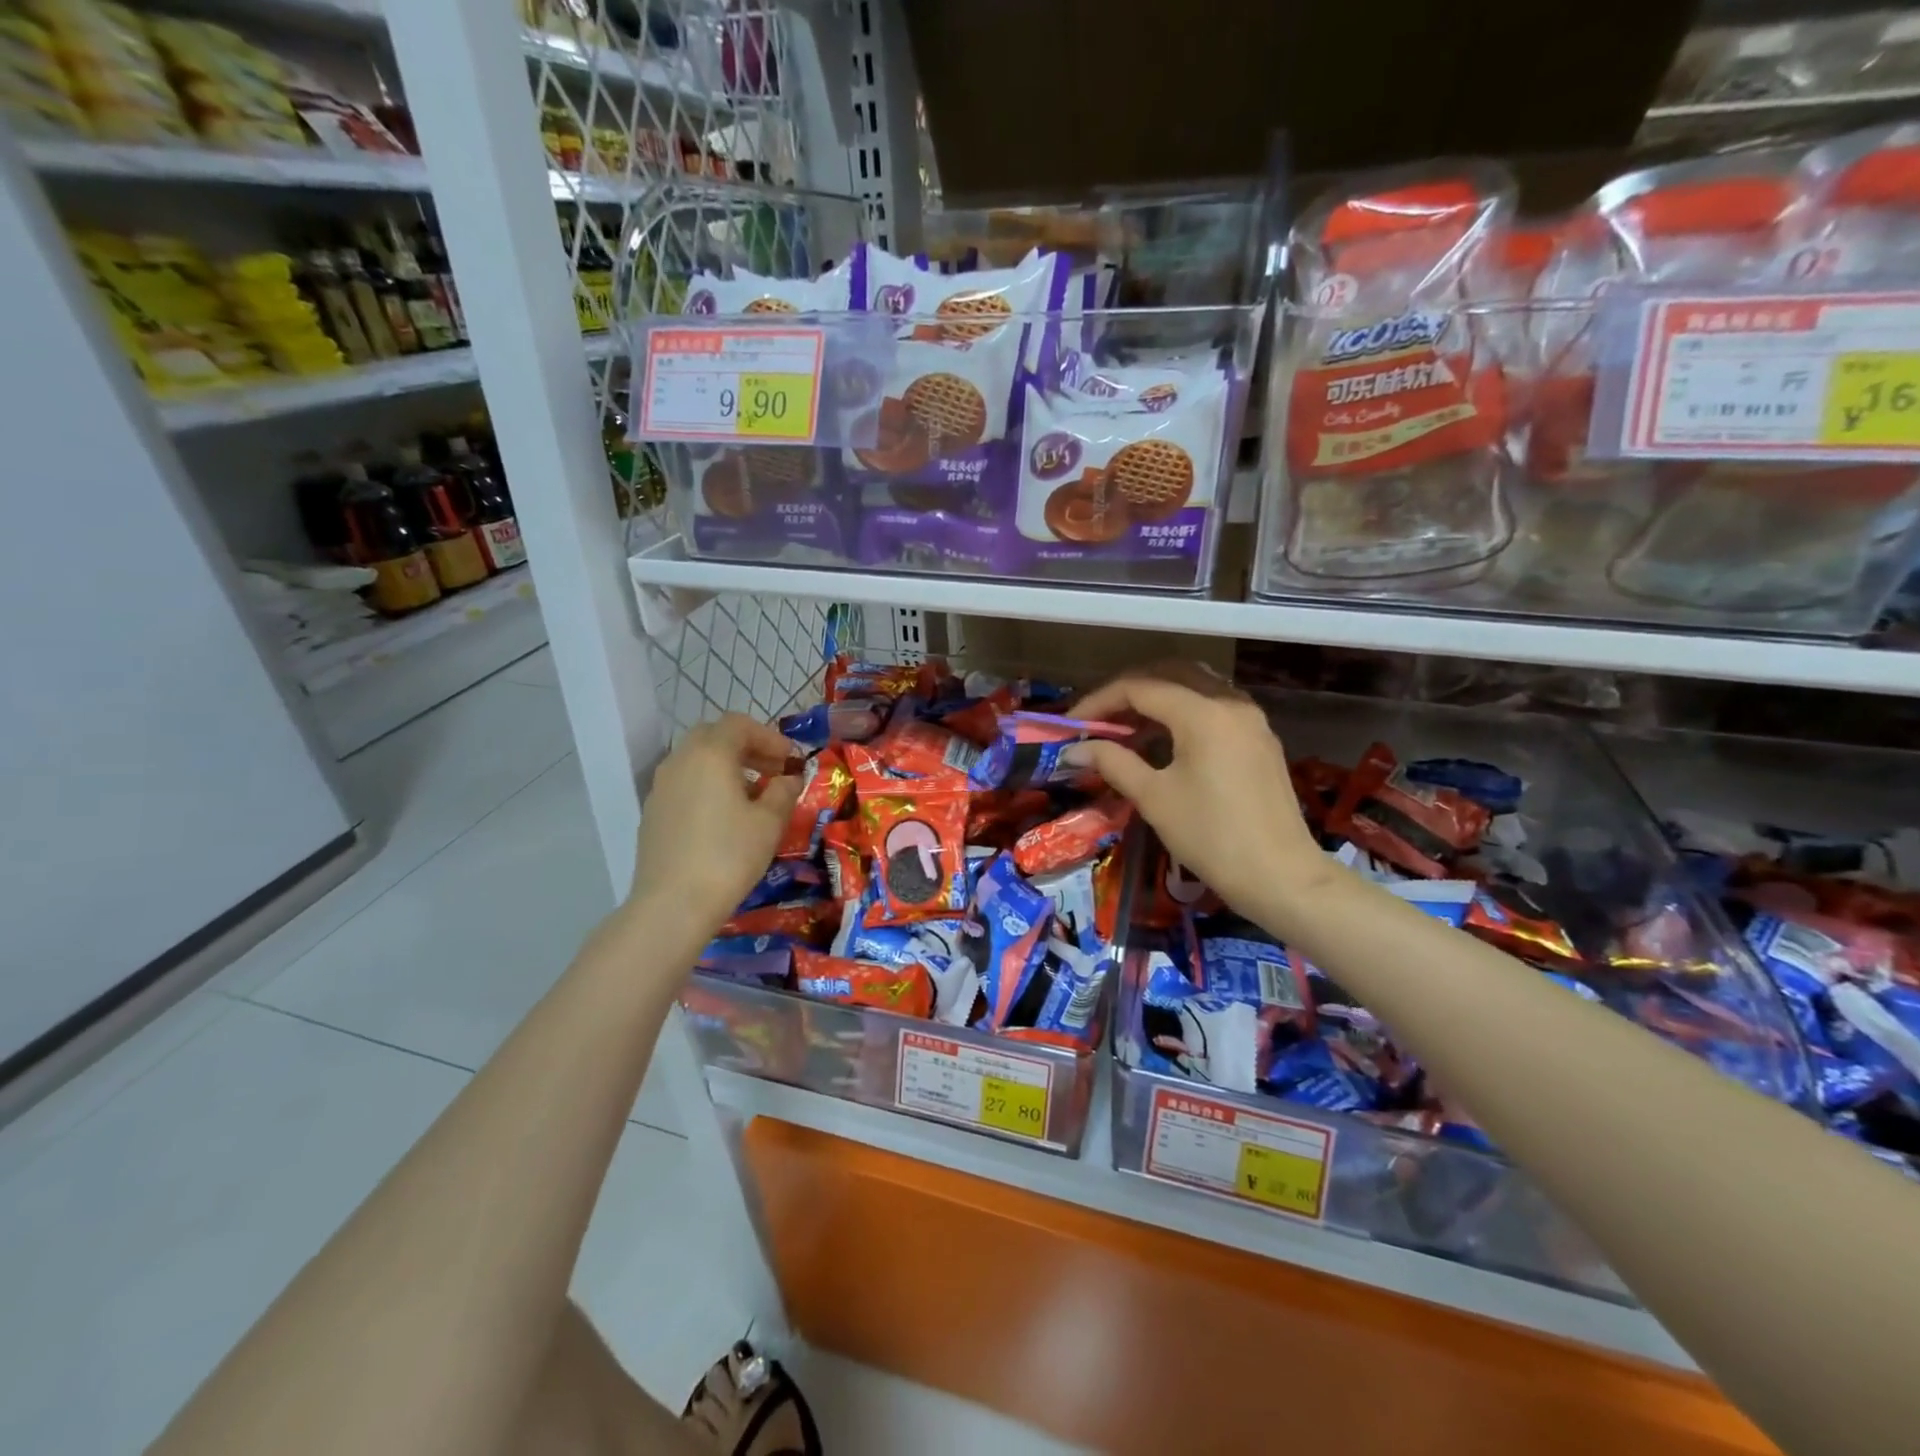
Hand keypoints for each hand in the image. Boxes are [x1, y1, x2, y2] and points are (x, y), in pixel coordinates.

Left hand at [629, 714, 801, 927]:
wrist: (673, 904)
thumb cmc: (729, 855)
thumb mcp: (770, 822)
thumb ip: (783, 792)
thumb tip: (789, 779)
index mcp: (709, 753)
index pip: (739, 725)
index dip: (770, 737)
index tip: (791, 761)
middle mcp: (679, 760)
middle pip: (714, 737)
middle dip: (747, 748)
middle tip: (772, 771)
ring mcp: (660, 787)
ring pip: (696, 760)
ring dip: (726, 767)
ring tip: (753, 796)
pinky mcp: (652, 813)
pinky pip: (684, 784)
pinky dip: (707, 786)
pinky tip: (725, 818)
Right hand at [1066, 663, 1325, 913]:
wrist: (1279, 876)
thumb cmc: (1211, 836)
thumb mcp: (1154, 798)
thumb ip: (1113, 762)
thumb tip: (1074, 750)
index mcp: (1203, 712)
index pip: (1139, 688)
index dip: (1099, 702)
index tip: (1071, 725)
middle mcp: (1230, 702)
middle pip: (1169, 675)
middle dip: (1127, 691)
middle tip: (1097, 718)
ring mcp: (1250, 719)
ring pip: (1195, 687)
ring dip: (1156, 698)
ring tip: (1125, 727)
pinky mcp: (1259, 738)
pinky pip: (1213, 706)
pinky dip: (1182, 711)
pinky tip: (1162, 739)